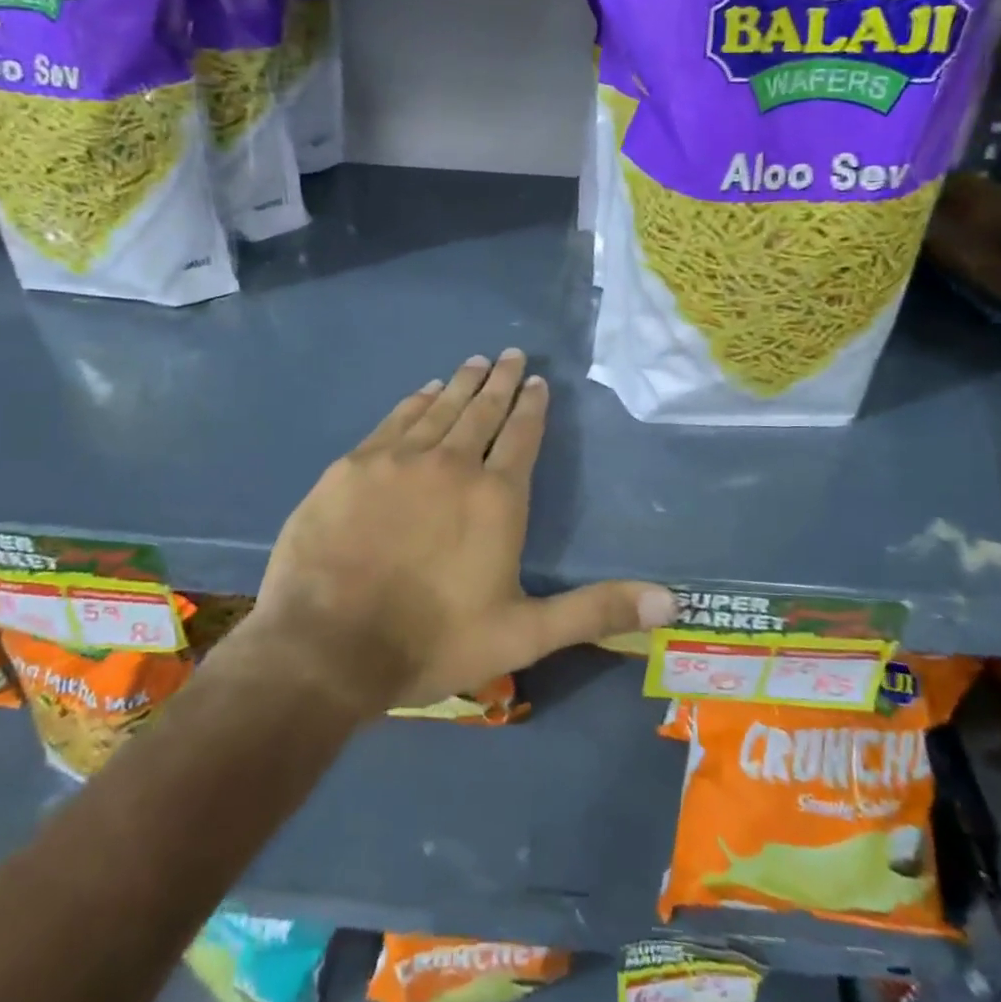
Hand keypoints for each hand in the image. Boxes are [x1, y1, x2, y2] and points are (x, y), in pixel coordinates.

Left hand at [241, 350, 677, 712]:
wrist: (327, 646)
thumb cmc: (431, 641)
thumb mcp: (523, 634)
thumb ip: (594, 610)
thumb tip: (673, 601)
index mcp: (496, 498)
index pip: (522, 436)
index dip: (533, 406)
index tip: (538, 382)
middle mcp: (452, 464)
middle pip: (483, 410)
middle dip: (502, 381)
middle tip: (513, 354)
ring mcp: (399, 459)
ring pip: (439, 408)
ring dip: (460, 383)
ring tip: (476, 362)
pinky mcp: (354, 465)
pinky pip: (394, 420)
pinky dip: (414, 401)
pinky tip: (423, 391)